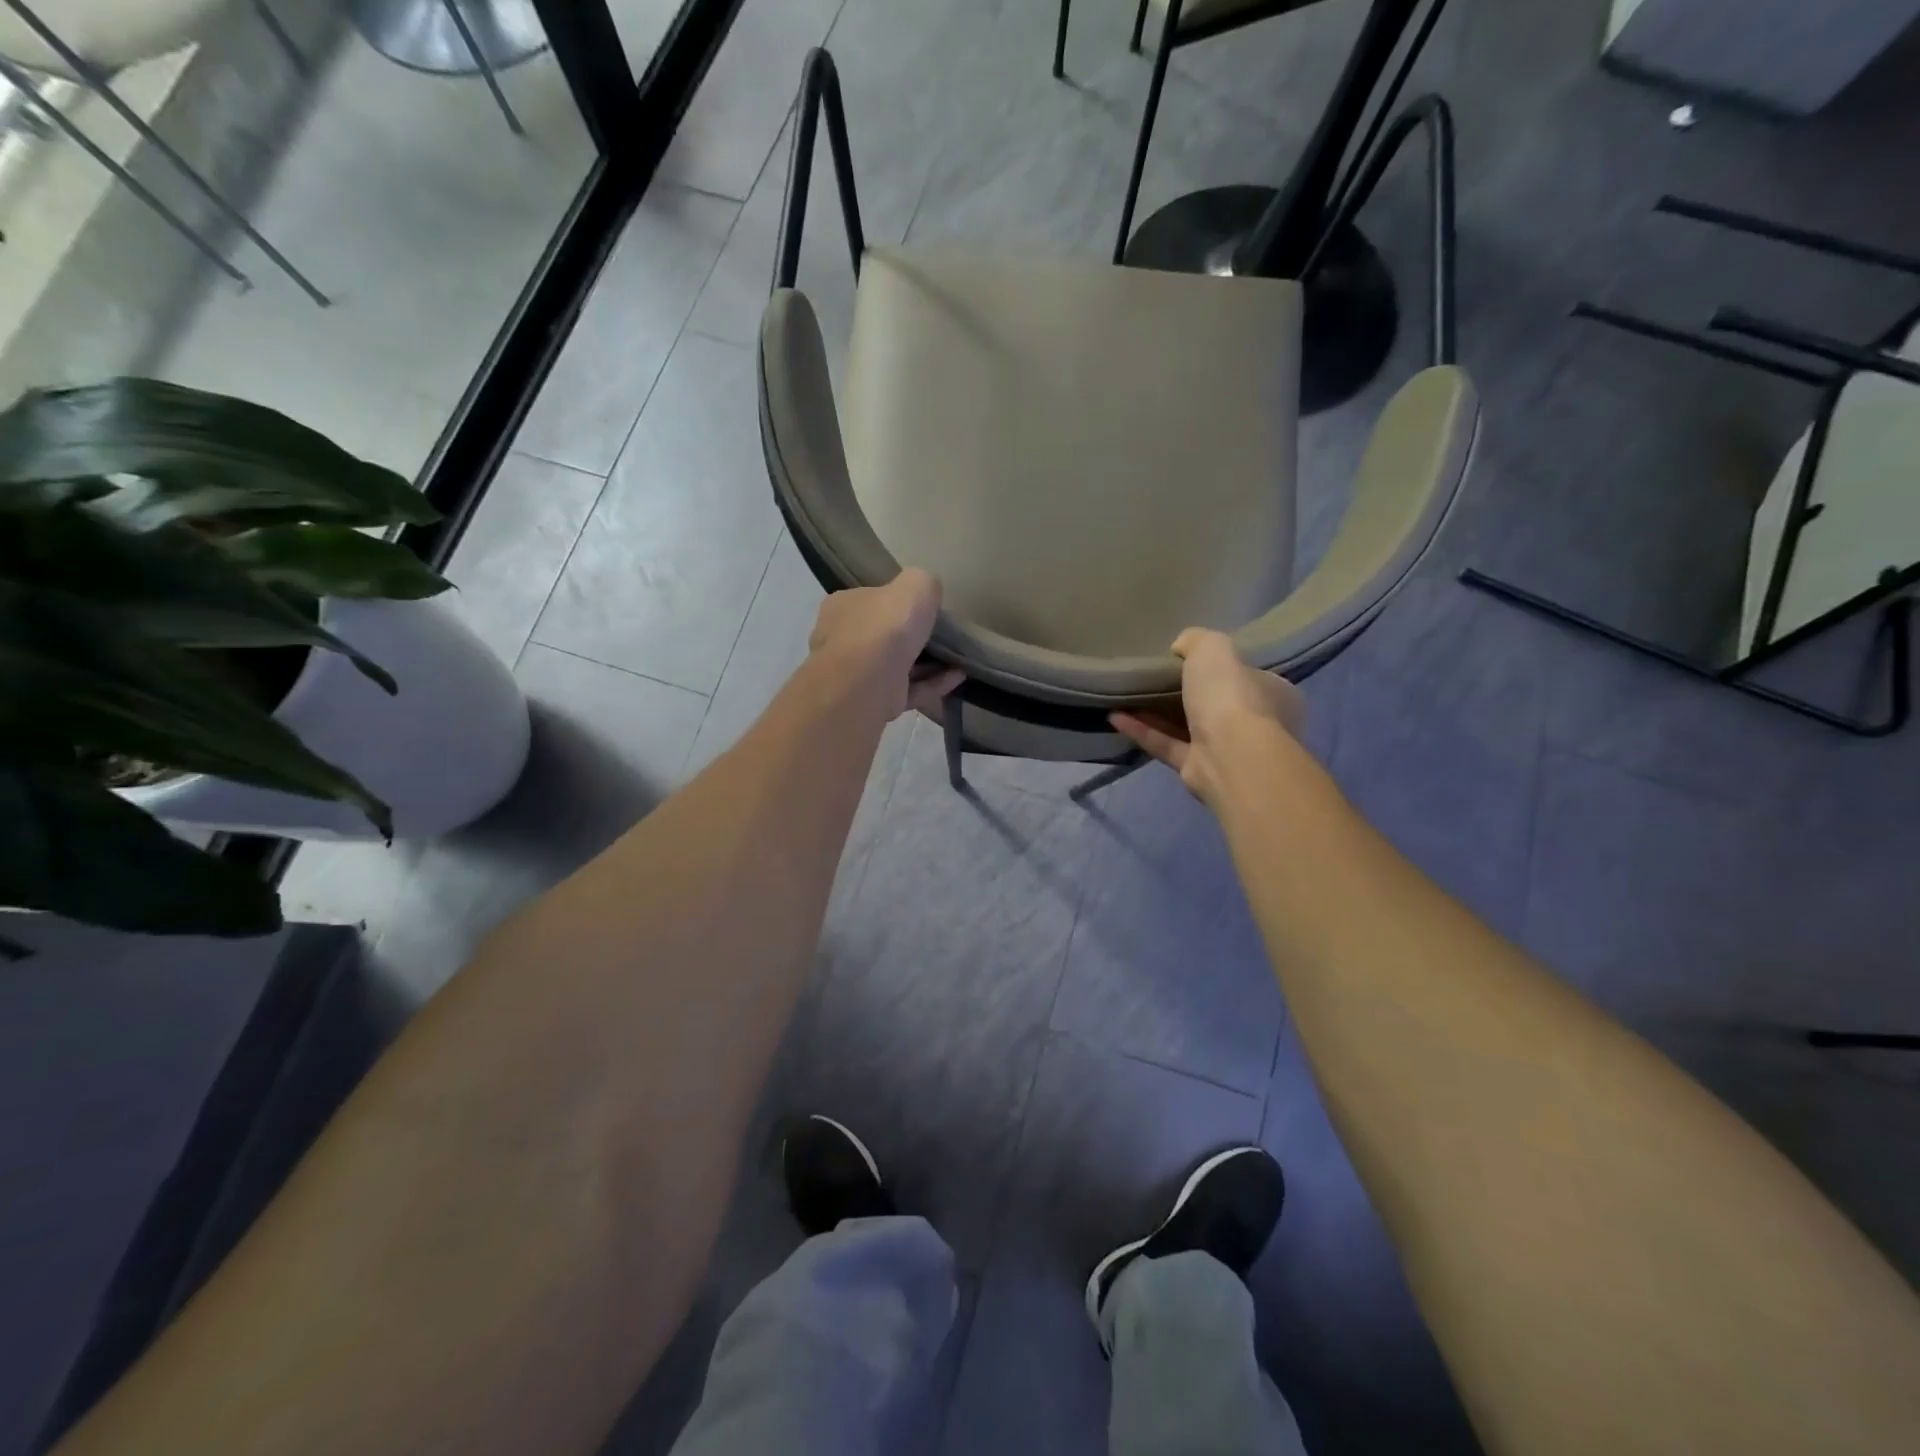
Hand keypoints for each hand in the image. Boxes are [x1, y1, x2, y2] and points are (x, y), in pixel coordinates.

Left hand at [809, 568, 963, 718]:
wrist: (869, 680)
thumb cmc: (886, 626)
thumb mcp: (916, 585)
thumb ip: (924, 583)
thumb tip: (928, 594)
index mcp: (844, 606)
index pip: (871, 599)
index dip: (898, 603)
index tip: (926, 609)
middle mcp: (843, 639)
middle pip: (884, 635)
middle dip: (914, 637)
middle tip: (945, 636)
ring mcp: (857, 675)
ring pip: (898, 666)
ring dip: (930, 663)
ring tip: (959, 658)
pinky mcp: (875, 701)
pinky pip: (909, 689)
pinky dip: (933, 683)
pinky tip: (958, 677)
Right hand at [1111, 628, 1304, 807]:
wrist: (1230, 756)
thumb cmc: (1232, 696)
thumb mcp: (1214, 648)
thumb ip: (1197, 640)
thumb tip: (1180, 647)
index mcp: (1273, 692)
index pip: (1247, 675)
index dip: (1221, 665)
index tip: (1189, 658)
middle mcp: (1255, 723)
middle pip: (1217, 703)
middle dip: (1187, 692)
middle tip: (1155, 677)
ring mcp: (1226, 750)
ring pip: (1188, 727)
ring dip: (1157, 713)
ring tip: (1127, 695)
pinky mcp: (1197, 770)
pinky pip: (1166, 746)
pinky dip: (1142, 731)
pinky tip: (1115, 717)